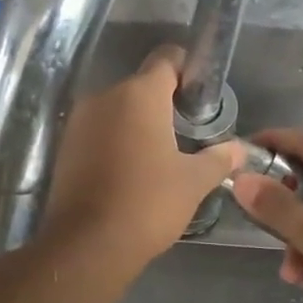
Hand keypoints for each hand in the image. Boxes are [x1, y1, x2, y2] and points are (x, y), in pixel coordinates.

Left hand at [40, 46, 244, 273]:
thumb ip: (218, 158)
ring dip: (138, 123)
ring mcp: (79, 120)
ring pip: (117, 109)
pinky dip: (115, 141)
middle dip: (164, 103)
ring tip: (160, 156)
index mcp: (139, 94)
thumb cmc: (148, 203)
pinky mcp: (65, 146)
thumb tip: (238, 148)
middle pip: (141, 85)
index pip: (166, 58)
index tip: (200, 94)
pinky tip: (131, 170)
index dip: (187, 69)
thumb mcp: (193, 182)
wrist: (87, 244)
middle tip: (187, 132)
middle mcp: (105, 96)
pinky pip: (98, 131)